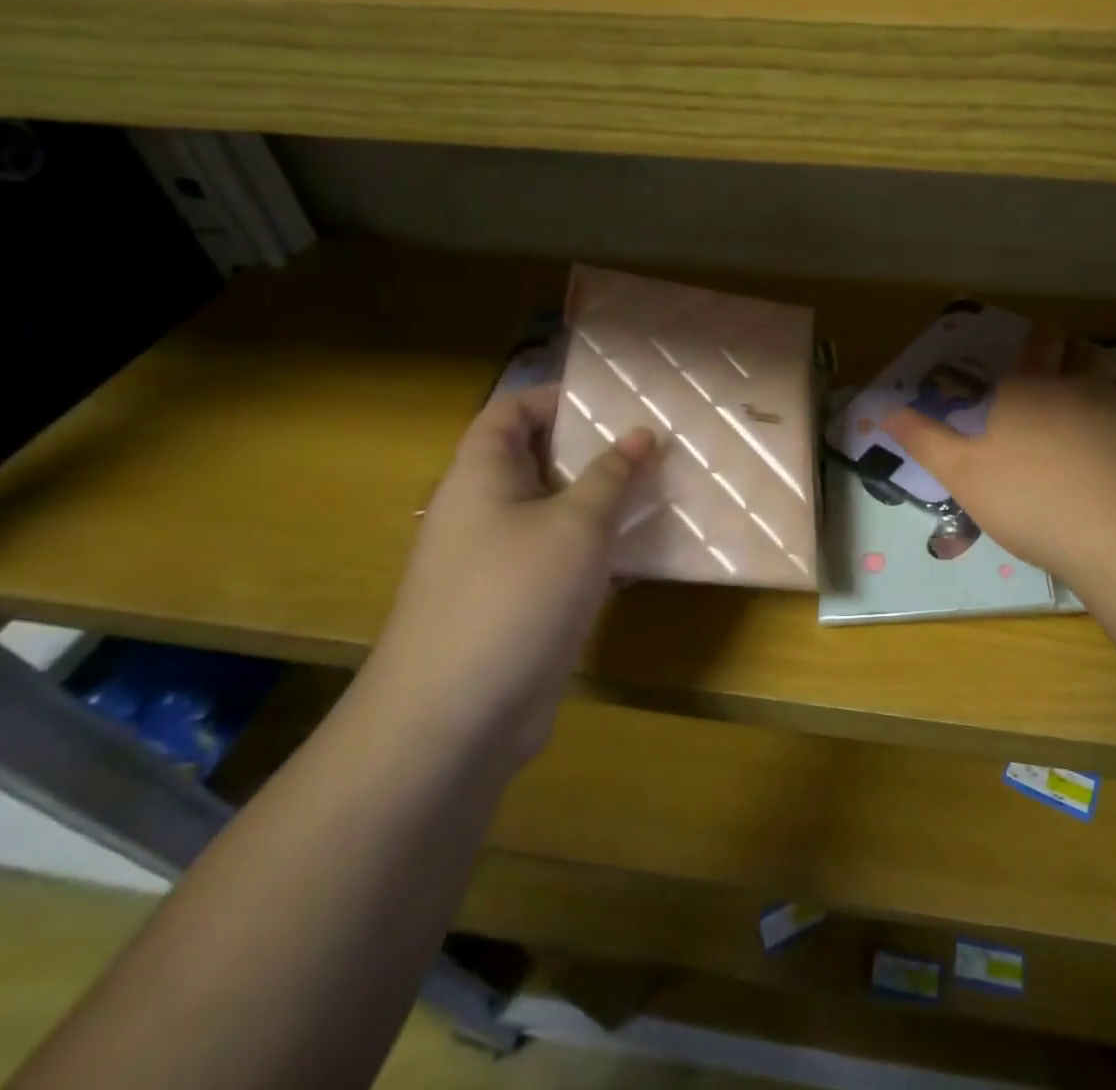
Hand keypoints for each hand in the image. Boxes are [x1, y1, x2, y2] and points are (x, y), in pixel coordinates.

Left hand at [360, 385, 656, 767]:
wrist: (456, 718)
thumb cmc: (514, 595)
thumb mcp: (576, 524)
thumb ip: (611, 475)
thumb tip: (641, 432)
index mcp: (481, 476)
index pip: (510, 412)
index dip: (555, 398)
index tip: (613, 402)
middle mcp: (484, 511)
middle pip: (536, 461)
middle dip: (592, 450)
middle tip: (652, 444)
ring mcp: (499, 561)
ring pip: (555, 512)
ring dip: (602, 501)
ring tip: (659, 489)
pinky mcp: (518, 603)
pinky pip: (561, 557)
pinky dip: (597, 548)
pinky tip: (644, 551)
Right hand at [884, 331, 1115, 587]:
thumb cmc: (1029, 500)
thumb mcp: (961, 475)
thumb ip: (924, 440)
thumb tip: (884, 409)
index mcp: (1026, 390)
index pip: (1035, 345)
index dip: (1036, 340)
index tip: (1037, 345)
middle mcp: (1076, 385)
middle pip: (1078, 353)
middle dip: (1072, 356)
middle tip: (1066, 376)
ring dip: (1107, 386)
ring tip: (1100, 411)